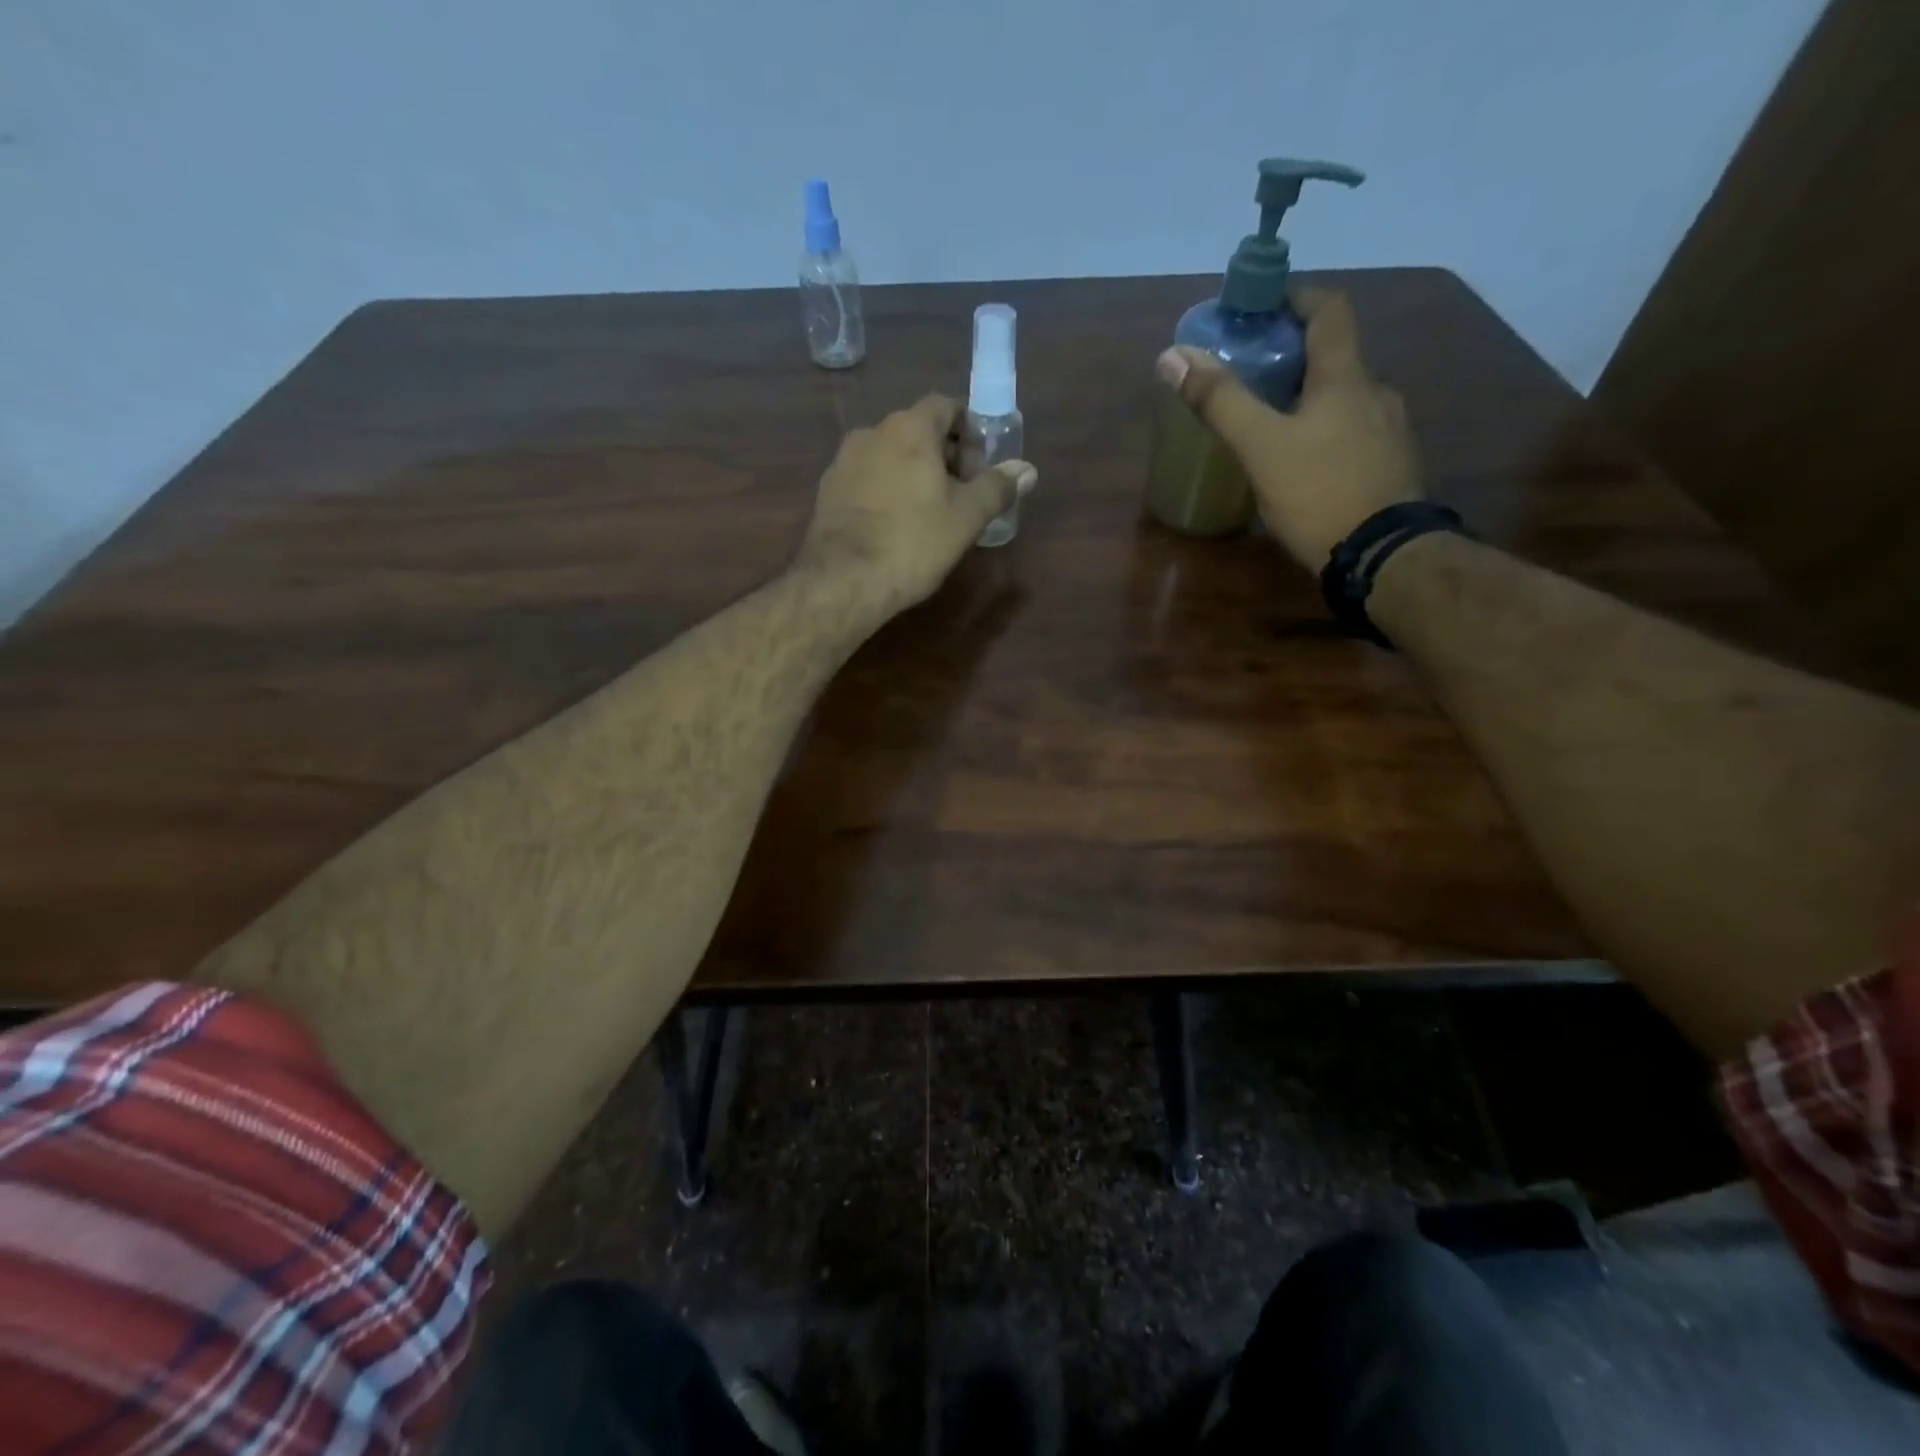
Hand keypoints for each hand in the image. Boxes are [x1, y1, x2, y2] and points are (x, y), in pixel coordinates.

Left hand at [797, 394, 1036, 611]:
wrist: (844, 581)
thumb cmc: (913, 543)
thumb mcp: (966, 518)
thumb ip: (997, 488)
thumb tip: (1027, 469)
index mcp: (910, 428)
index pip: (945, 406)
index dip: (969, 429)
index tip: (981, 461)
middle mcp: (872, 432)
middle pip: (917, 430)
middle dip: (943, 454)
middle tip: (962, 492)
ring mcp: (844, 461)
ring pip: (889, 455)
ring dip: (912, 472)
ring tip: (929, 511)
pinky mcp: (827, 491)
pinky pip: (867, 478)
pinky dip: (886, 490)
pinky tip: (894, 524)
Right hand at [1155, 290, 1420, 568]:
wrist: (1382, 557)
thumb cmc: (1319, 491)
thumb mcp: (1260, 445)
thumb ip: (1220, 401)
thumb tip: (1172, 356)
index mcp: (1346, 377)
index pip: (1330, 310)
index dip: (1298, 296)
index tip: (1266, 303)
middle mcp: (1376, 394)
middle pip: (1336, 358)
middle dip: (1295, 357)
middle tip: (1254, 373)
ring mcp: (1390, 433)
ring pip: (1345, 400)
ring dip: (1311, 399)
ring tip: (1273, 423)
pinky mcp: (1390, 469)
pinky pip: (1354, 435)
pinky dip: (1326, 433)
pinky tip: (1304, 463)